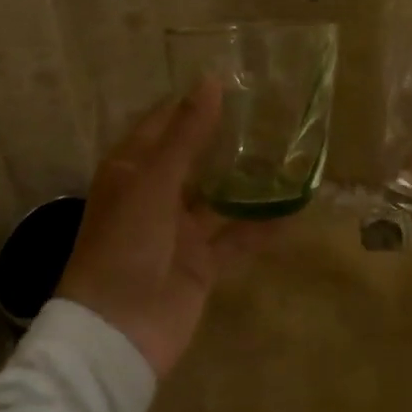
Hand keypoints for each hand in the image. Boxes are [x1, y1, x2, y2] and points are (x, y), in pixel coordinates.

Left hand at [56, 77, 275, 379]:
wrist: (118, 332)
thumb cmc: (125, 245)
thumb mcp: (153, 183)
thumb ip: (185, 136)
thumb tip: (209, 81)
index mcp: (132, 170)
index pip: (163, 124)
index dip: (193, 102)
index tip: (235, 79)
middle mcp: (155, 195)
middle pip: (194, 158)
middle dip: (226, 138)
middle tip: (271, 111)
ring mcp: (179, 231)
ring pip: (218, 197)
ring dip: (246, 180)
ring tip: (288, 152)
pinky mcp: (201, 263)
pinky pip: (235, 238)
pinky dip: (261, 227)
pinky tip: (294, 210)